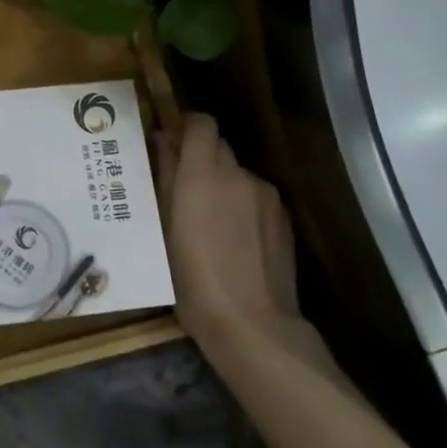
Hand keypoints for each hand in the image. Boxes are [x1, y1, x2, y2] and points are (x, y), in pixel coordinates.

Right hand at [157, 113, 302, 355]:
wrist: (251, 323)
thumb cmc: (191, 278)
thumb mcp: (163, 227)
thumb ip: (164, 176)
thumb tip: (162, 140)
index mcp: (201, 173)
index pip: (201, 123)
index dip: (186, 127)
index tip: (172, 144)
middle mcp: (237, 174)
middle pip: (219, 147)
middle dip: (200, 159)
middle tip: (184, 190)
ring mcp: (266, 194)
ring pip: (238, 174)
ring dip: (223, 184)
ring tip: (210, 223)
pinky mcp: (284, 217)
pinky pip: (256, 196)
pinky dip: (243, 205)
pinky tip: (235, 240)